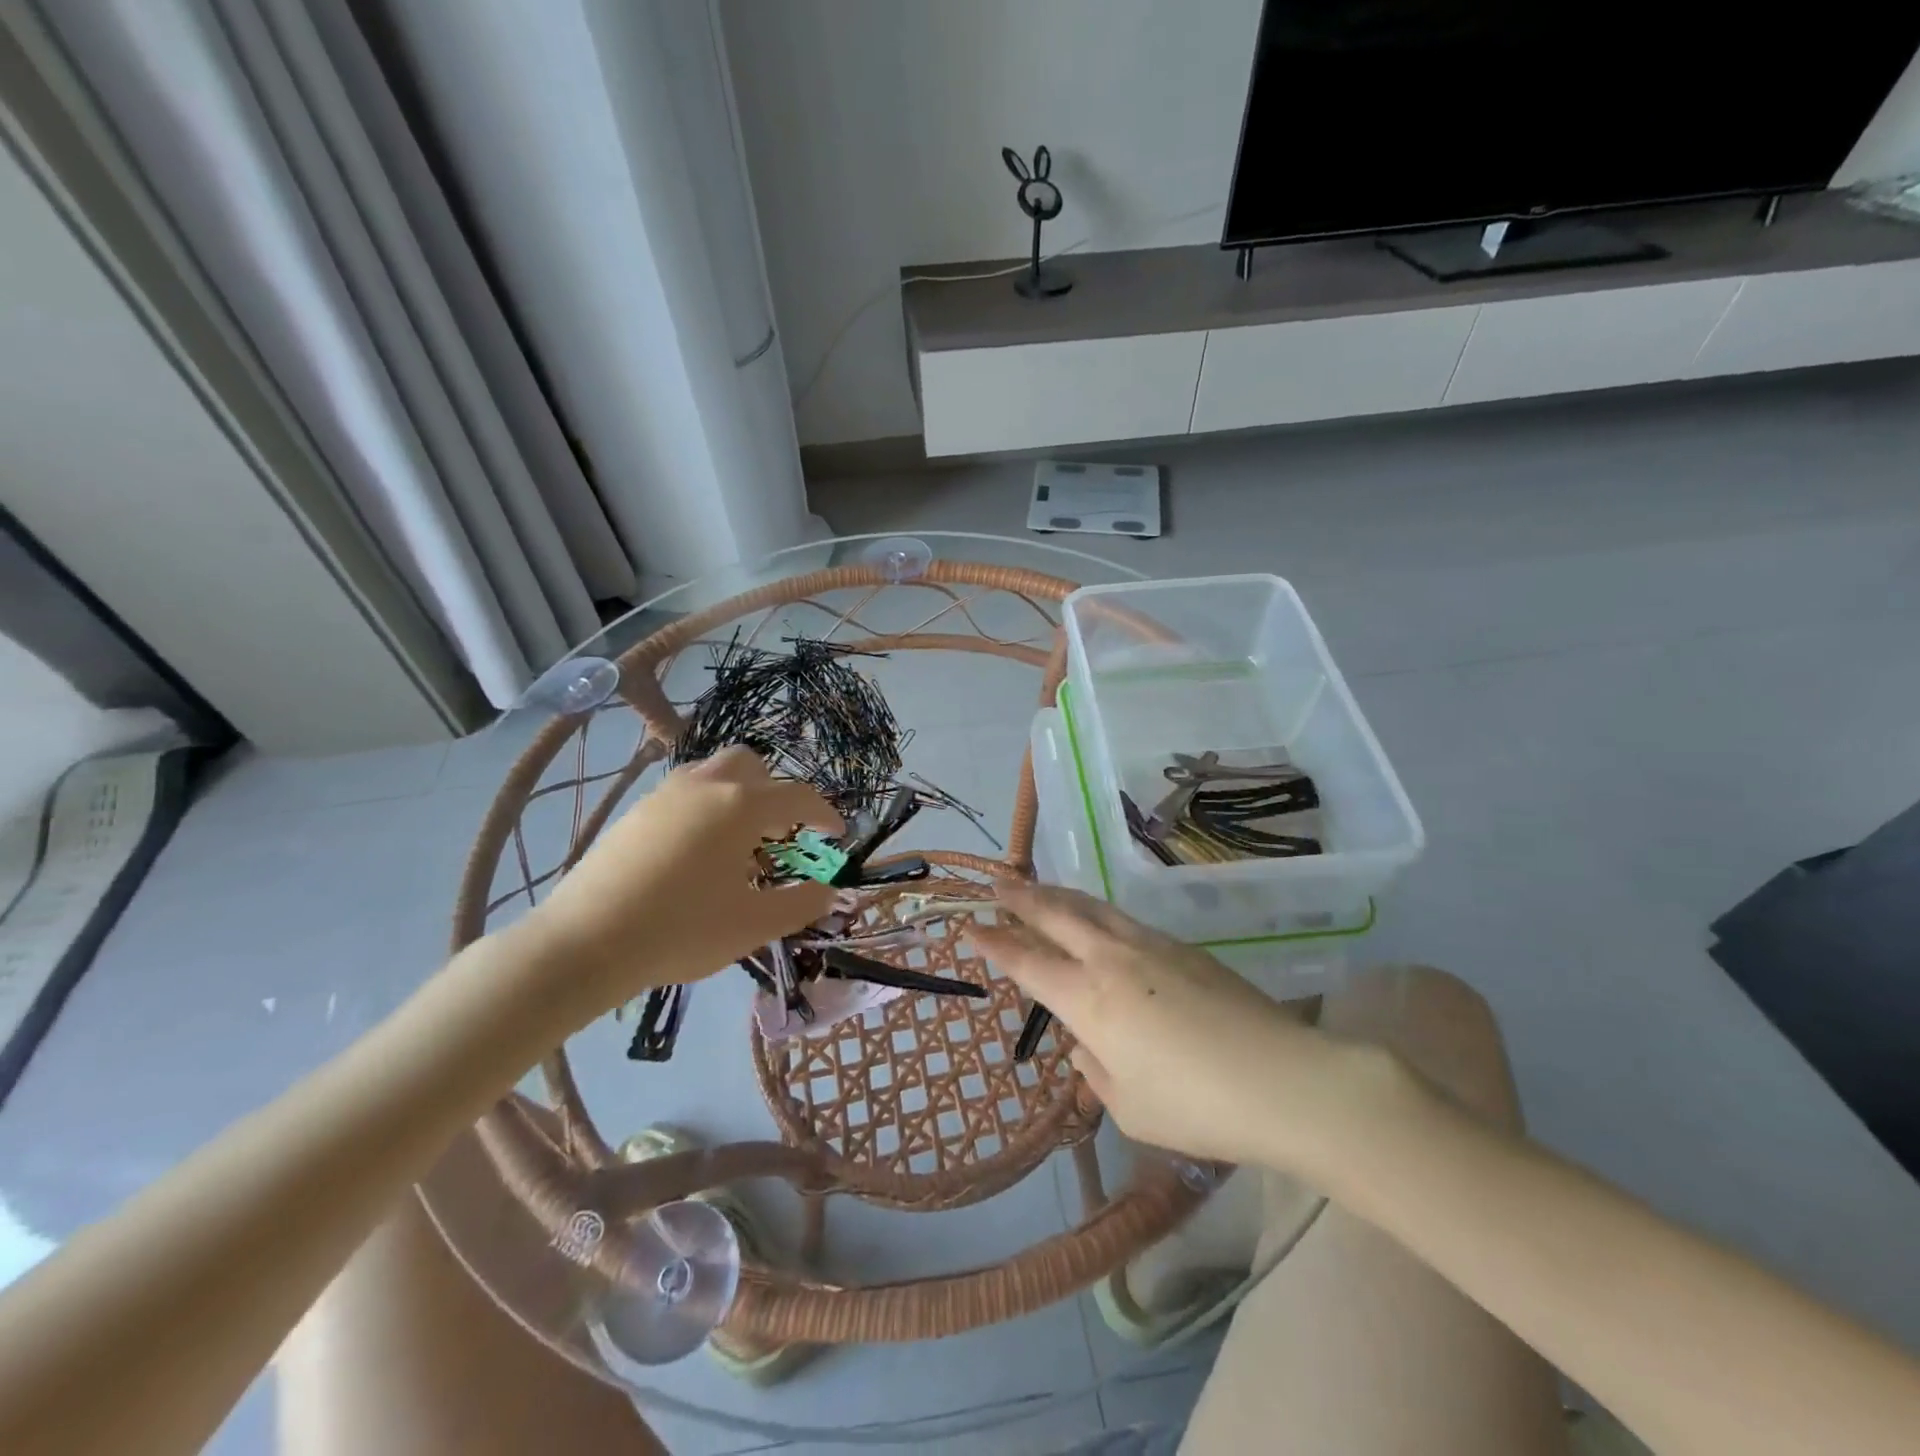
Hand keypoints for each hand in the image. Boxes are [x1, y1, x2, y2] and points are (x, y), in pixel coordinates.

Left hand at [525, 747, 841, 1022]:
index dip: (825, 814)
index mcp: (741, 806)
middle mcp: (705, 786)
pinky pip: (685, 792)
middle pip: (752, 765)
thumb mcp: (754, 925)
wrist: (584, 943)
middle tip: (780, 833)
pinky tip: (696, 853)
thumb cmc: (681, 931)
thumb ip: (801, 903)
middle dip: (775, 791)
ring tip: (738, 842)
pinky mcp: (636, 812)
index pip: (798, 797)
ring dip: (738, 794)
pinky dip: (705, 807)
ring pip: (713, 773)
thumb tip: (829, 890)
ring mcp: (665, 794)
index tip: (836, 835)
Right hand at [971, 882, 1363, 1171]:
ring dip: (1060, 896)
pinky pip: (1125, 919)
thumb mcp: (1130, 1107)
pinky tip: (1099, 920)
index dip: (995, 944)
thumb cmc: (1197, 1107)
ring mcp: (1151, 946)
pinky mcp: (1184, 948)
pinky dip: (1097, 912)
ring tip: (1041, 889)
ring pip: (1093, 907)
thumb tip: (1087, 1046)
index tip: (970, 927)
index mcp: (1089, 999)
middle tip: (996, 883)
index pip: (1028, 962)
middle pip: (1056, 915)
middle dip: (1021, 898)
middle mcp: (1112, 959)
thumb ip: (1097, 1072)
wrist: (1284, 1080)